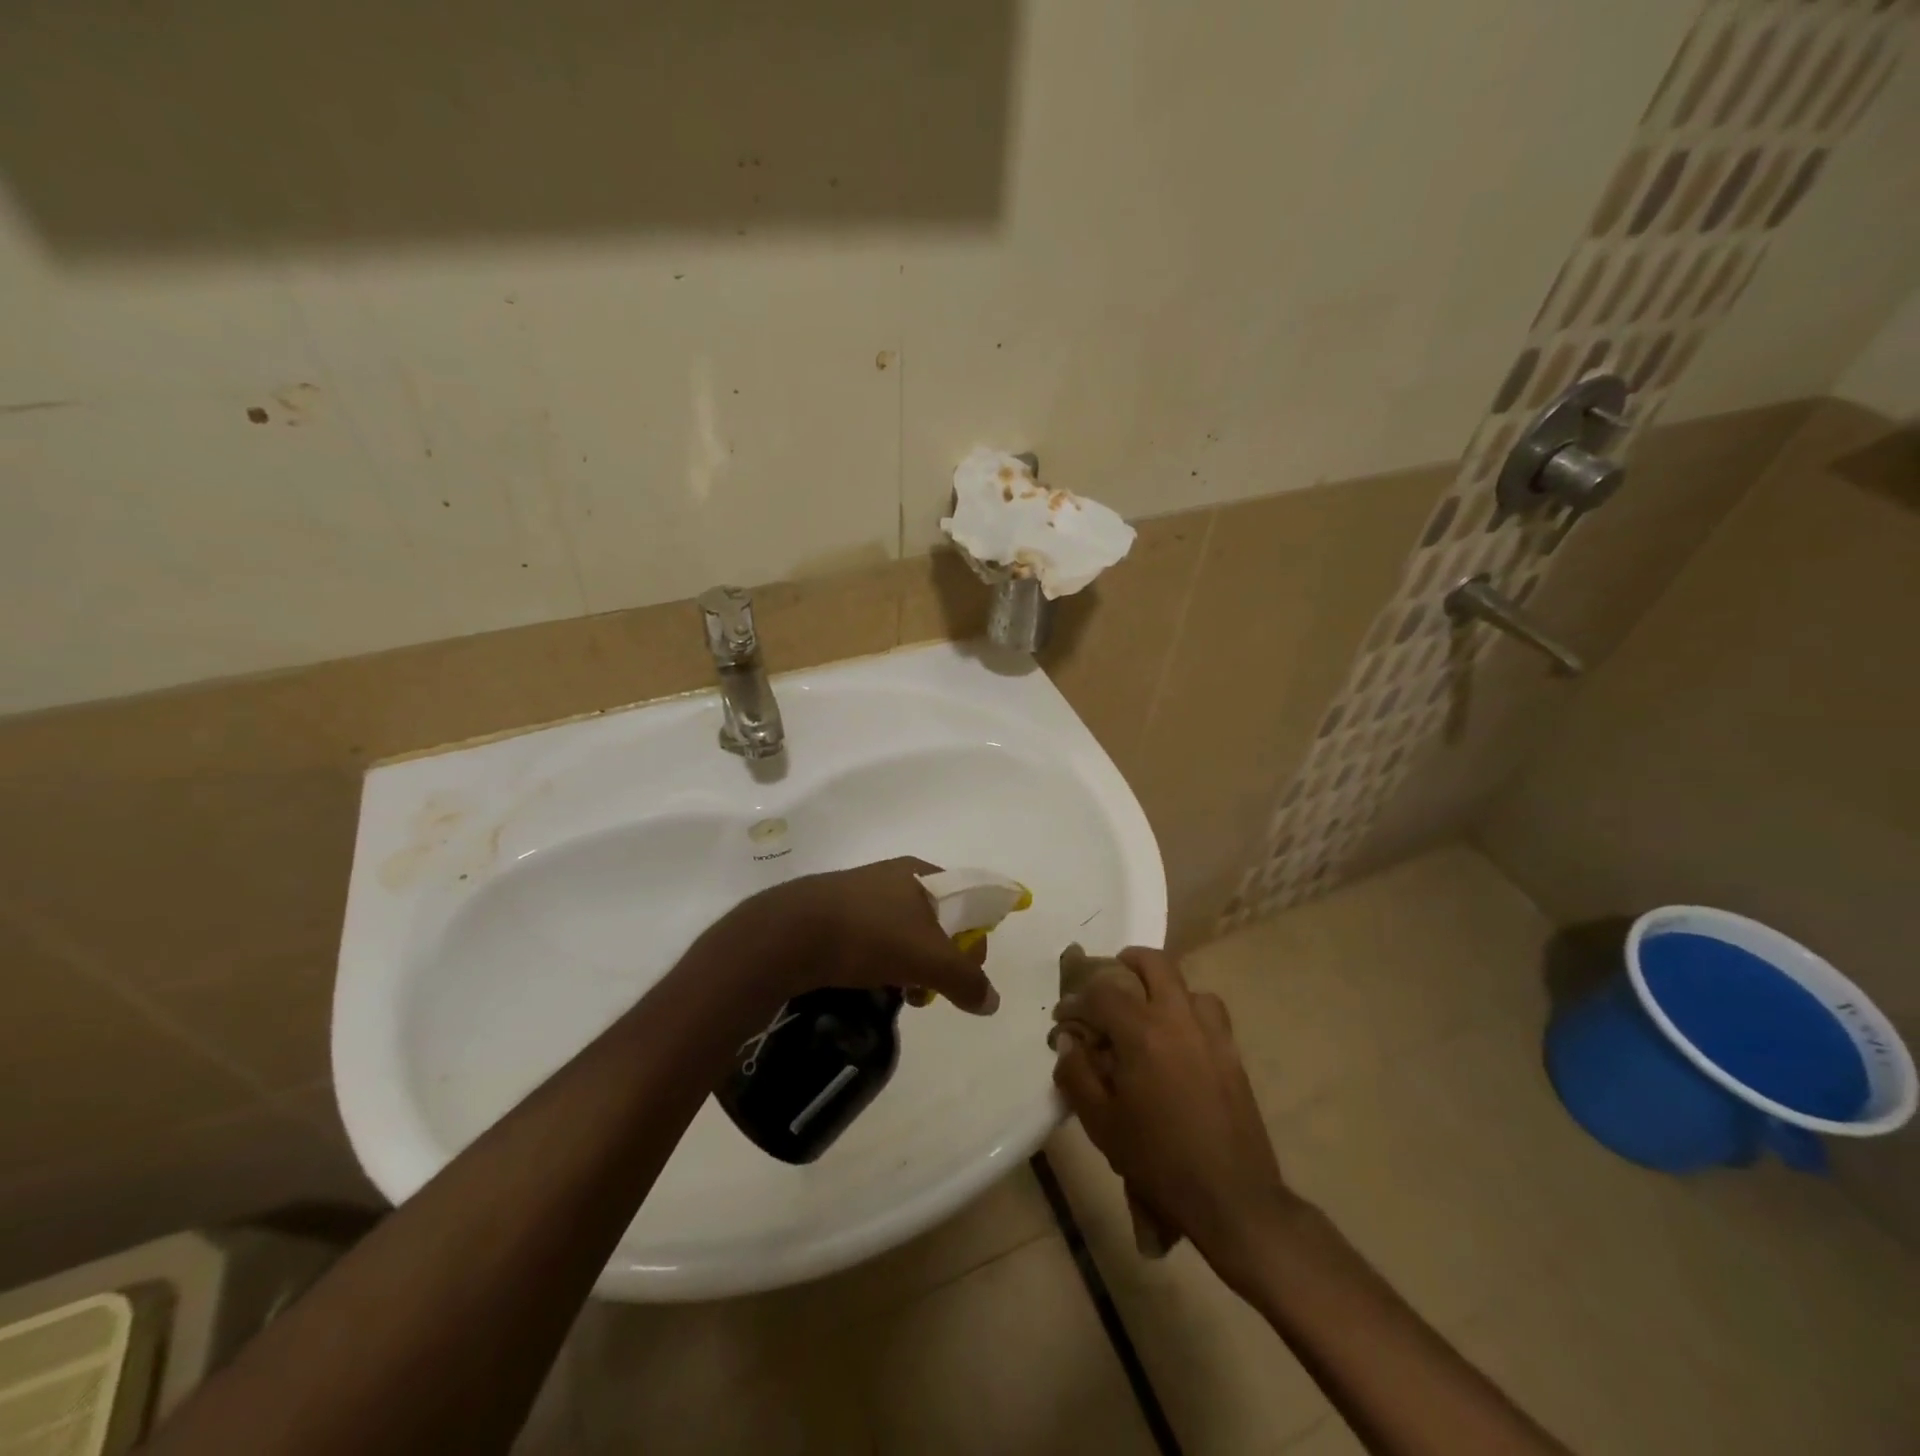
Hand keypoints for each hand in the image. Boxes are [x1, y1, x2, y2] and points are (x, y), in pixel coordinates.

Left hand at [716, 857, 999, 1014]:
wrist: (786, 935)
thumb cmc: (867, 935)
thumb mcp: (927, 960)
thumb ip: (965, 979)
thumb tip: (991, 1001)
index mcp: (920, 873)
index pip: (967, 899)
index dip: (975, 937)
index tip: (967, 972)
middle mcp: (892, 876)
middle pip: (935, 919)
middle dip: (940, 959)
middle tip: (930, 989)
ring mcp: (859, 893)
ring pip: (903, 933)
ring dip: (911, 966)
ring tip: (900, 995)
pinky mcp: (832, 913)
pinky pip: (871, 939)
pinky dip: (880, 963)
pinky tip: (870, 985)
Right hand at [1053, 947, 1293, 1286]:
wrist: (1231, 1197)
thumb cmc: (1158, 1160)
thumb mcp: (1101, 1123)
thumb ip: (1076, 1074)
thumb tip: (1067, 1041)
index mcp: (1142, 1033)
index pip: (1102, 993)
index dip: (1077, 1000)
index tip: (1064, 1019)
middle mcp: (1178, 1019)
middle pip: (1154, 963)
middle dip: (1126, 963)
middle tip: (1108, 985)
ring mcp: (1211, 1033)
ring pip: (1185, 984)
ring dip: (1160, 986)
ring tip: (1145, 1011)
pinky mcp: (1231, 1052)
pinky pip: (1208, 1011)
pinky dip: (1187, 1009)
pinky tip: (1177, 1038)